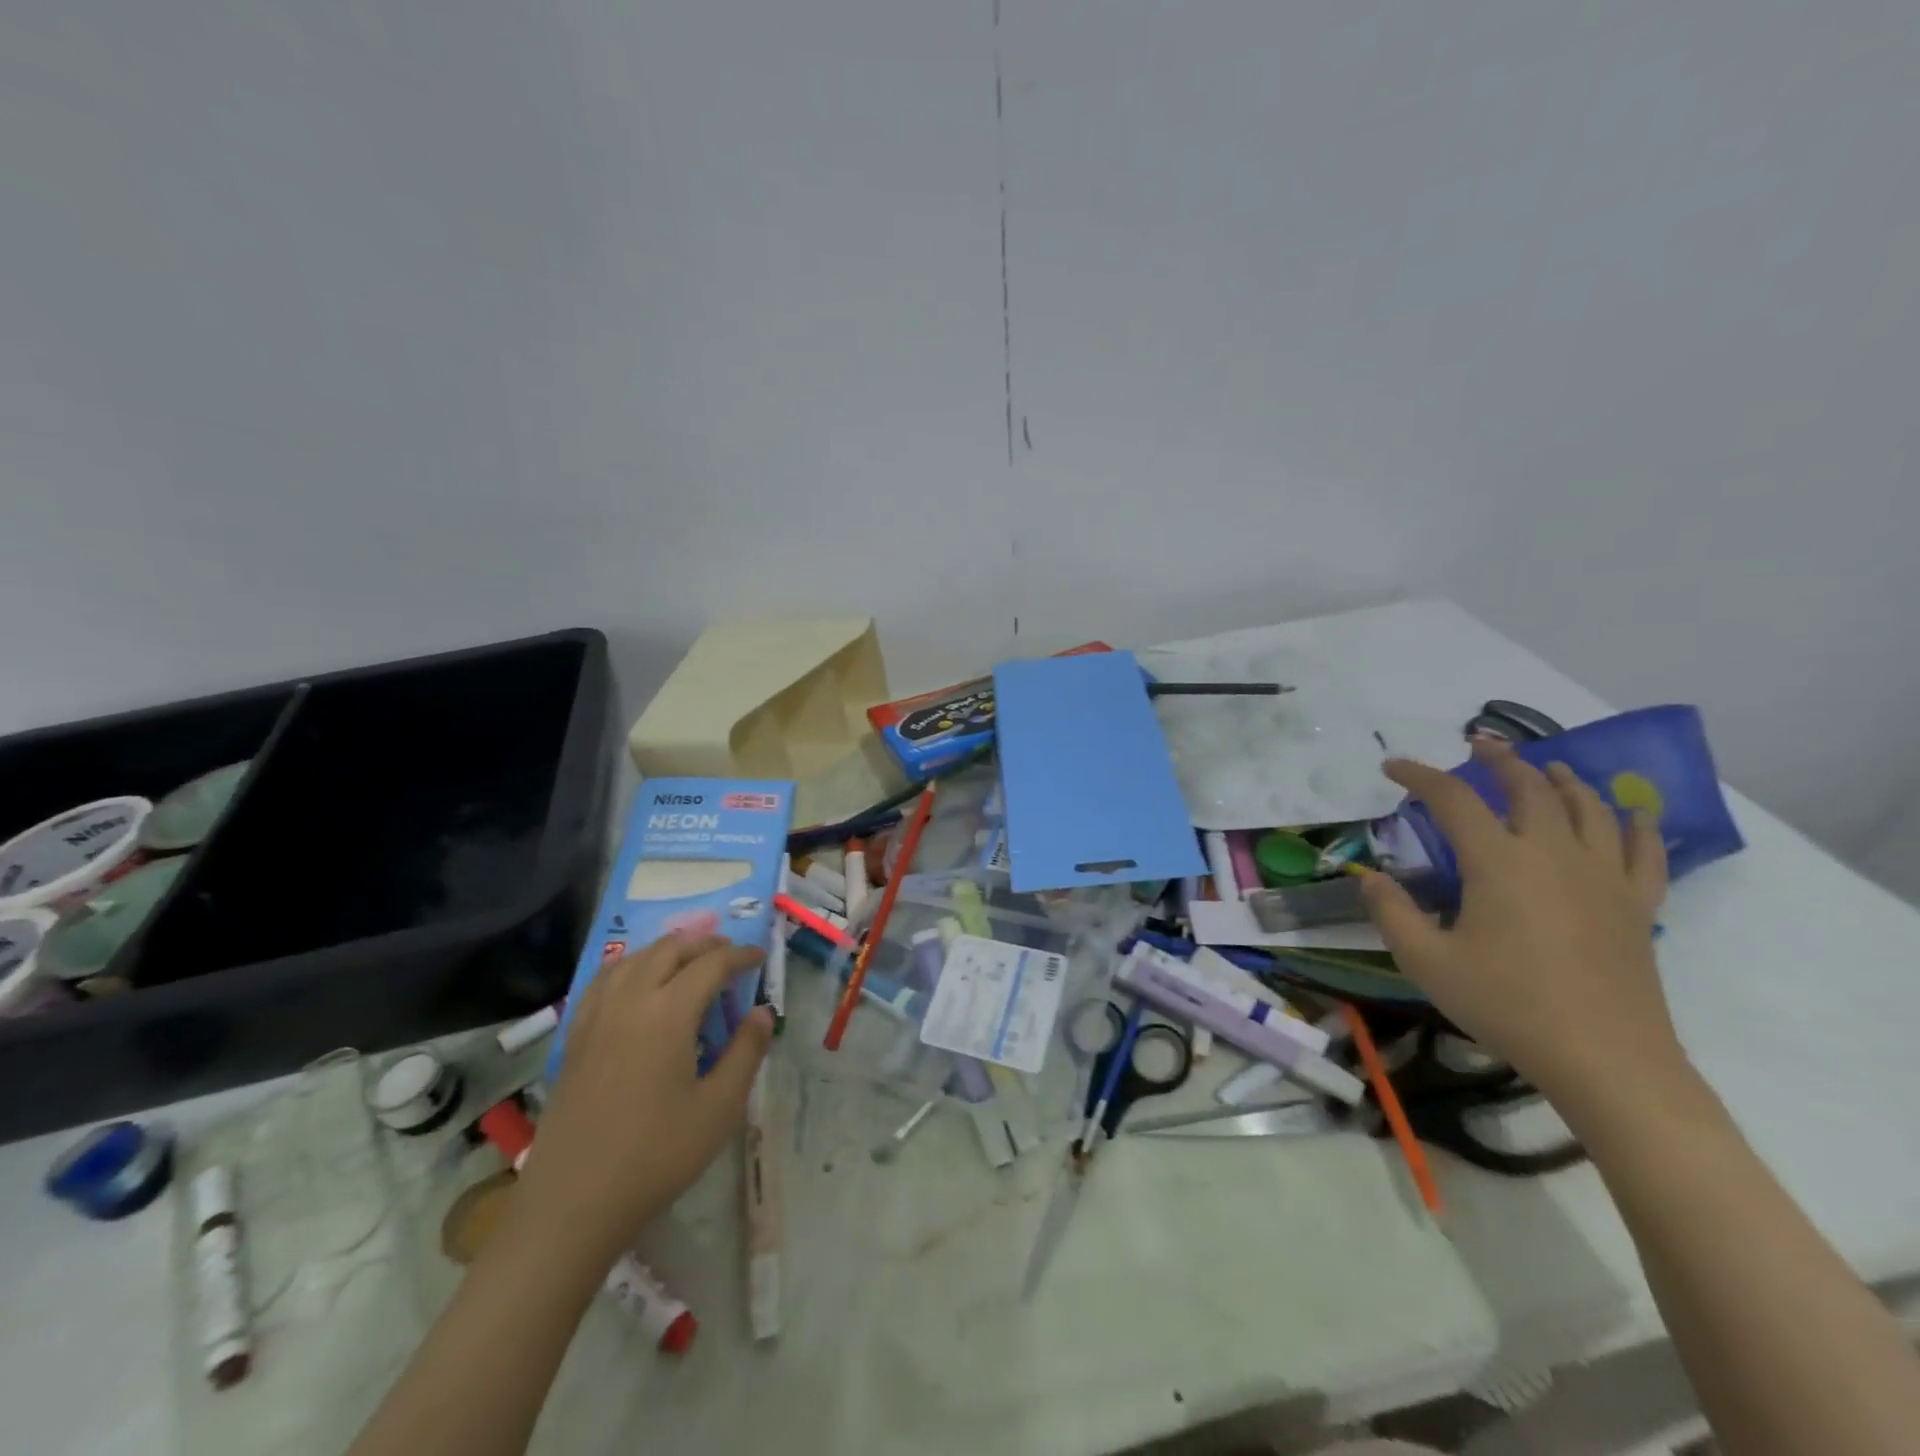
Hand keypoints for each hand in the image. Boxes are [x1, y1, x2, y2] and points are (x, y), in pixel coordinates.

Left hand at [514, 933, 772, 1267]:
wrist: (573, 1204)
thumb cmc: (656, 1156)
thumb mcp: (719, 1108)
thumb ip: (746, 1052)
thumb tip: (762, 1012)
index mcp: (668, 1013)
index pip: (711, 964)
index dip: (740, 955)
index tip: (760, 957)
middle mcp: (630, 1001)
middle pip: (670, 950)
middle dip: (705, 945)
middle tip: (730, 956)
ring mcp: (596, 1017)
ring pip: (635, 959)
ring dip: (668, 951)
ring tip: (690, 963)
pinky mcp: (575, 1037)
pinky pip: (605, 980)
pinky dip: (632, 967)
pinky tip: (639, 984)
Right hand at [1359, 742, 1679, 1114]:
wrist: (1606, 1060)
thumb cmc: (1507, 1005)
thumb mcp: (1426, 960)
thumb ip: (1391, 912)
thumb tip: (1370, 877)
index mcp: (1498, 862)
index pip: (1453, 799)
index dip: (1419, 776)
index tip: (1392, 767)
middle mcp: (1553, 853)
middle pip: (1529, 787)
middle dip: (1499, 761)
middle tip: (1477, 747)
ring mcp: (1603, 876)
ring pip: (1588, 807)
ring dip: (1562, 780)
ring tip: (1546, 767)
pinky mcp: (1636, 904)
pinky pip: (1644, 851)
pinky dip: (1636, 824)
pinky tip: (1631, 813)